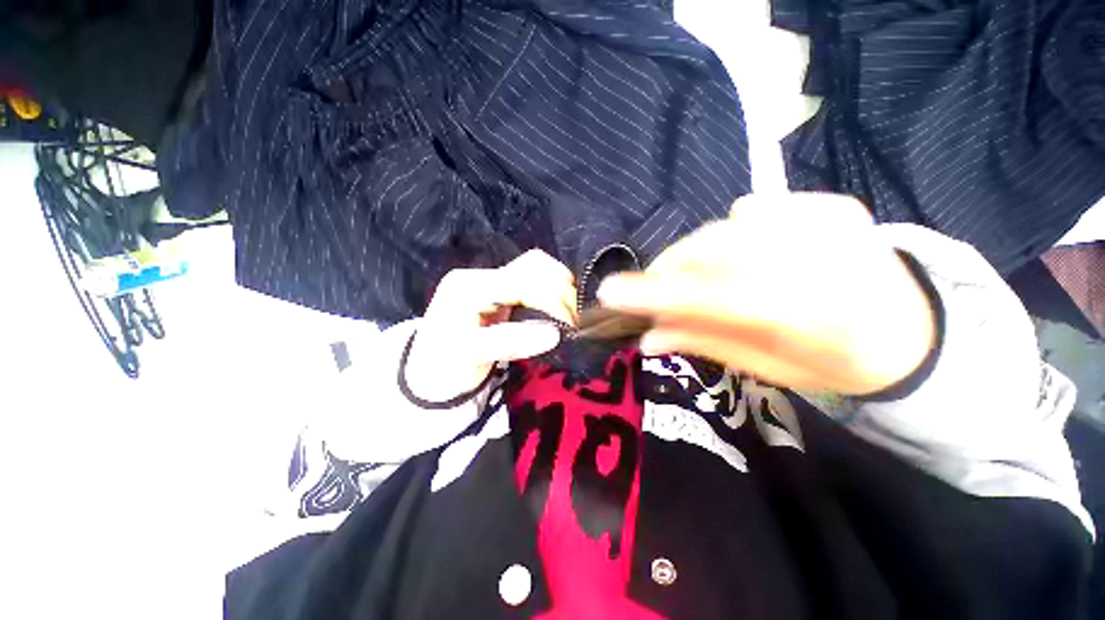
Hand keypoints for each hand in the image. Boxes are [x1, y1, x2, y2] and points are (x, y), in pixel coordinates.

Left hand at [405, 250, 578, 402]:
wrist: (428, 370)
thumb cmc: (443, 365)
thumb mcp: (470, 356)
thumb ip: (510, 342)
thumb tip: (555, 333)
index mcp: (469, 287)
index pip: (522, 281)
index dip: (552, 300)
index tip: (571, 324)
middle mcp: (481, 276)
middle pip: (532, 265)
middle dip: (561, 288)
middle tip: (574, 318)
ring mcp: (490, 281)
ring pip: (536, 268)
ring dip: (559, 286)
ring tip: (569, 312)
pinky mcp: (500, 290)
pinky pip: (533, 280)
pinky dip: (551, 290)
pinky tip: (558, 307)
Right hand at [597, 193, 936, 394]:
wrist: (914, 330)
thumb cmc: (838, 363)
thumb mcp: (768, 369)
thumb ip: (704, 343)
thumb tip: (646, 336)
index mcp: (815, 317)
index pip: (712, 298)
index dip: (655, 293)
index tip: (610, 291)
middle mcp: (827, 260)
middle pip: (712, 251)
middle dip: (668, 270)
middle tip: (650, 289)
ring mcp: (834, 222)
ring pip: (725, 227)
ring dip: (694, 254)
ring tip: (691, 277)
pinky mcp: (833, 203)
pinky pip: (755, 210)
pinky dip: (733, 232)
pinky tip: (744, 254)